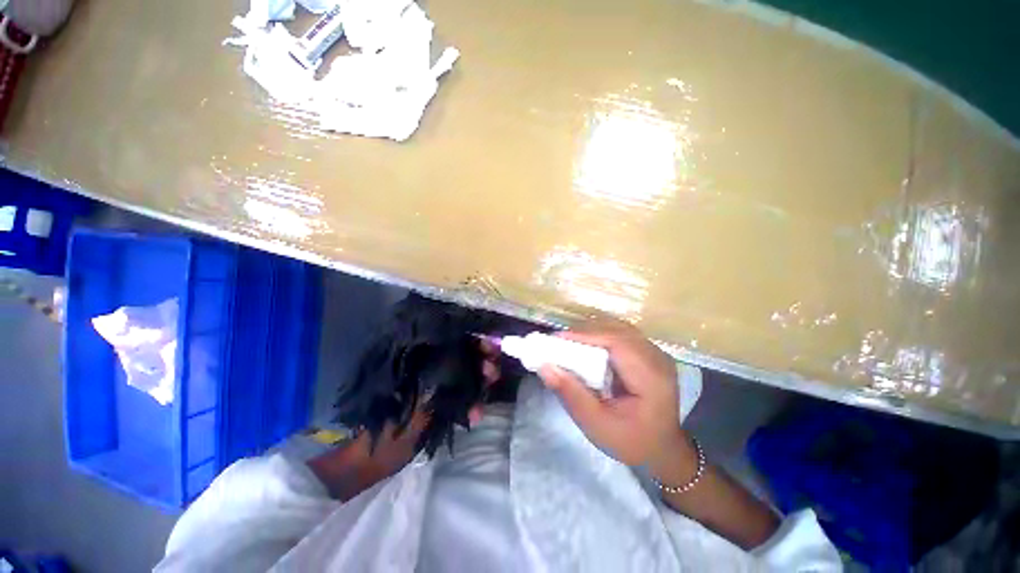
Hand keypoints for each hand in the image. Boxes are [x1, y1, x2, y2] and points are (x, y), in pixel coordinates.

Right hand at [538, 319, 689, 473]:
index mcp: (651, 377)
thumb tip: (545, 367)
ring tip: (568, 342)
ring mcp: (656, 352)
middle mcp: (657, 357)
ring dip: (592, 332)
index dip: (585, 335)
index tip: (557, 338)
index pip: (617, 342)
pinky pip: (622, 334)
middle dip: (585, 332)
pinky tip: (587, 346)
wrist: (661, 449)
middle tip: (558, 341)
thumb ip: (571, 395)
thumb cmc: (631, 441)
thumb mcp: (597, 425)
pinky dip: (600, 336)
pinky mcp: (649, 352)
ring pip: (619, 328)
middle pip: (617, 330)